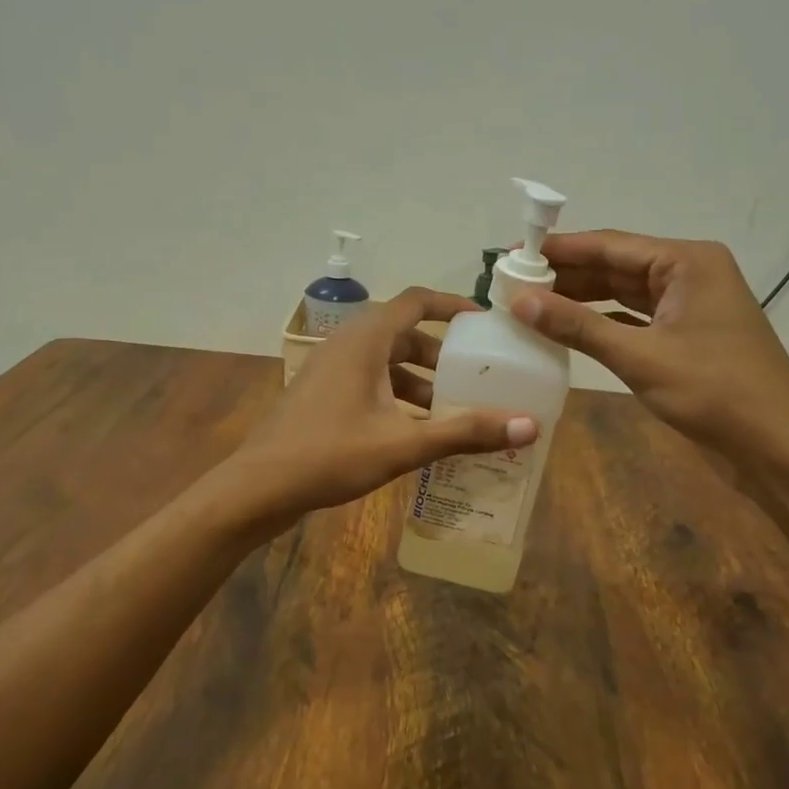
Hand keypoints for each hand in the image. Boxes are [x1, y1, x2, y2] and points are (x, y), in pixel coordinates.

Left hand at [228, 288, 538, 526]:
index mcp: (365, 340)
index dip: (452, 305)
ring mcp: (329, 370)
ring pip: (385, 363)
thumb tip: (530, 425)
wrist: (258, 487)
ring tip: (453, 411)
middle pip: (403, 334)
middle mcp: (346, 345)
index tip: (484, 322)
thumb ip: (464, 432)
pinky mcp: (321, 395)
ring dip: (419, 381)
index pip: (415, 301)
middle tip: (476, 376)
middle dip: (441, 355)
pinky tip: (415, 432)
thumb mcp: (403, 444)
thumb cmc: (329, 455)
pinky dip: (396, 397)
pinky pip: (369, 383)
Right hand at [509, 230, 788, 474]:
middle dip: (566, 275)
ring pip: (624, 293)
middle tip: (512, 283)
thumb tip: (520, 300)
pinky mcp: (687, 335)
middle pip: (616, 265)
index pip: (610, 245)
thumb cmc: (715, 393)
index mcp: (687, 261)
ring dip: (581, 299)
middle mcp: (690, 273)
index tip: (512, 254)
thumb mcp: (640, 357)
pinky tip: (567, 329)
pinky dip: (602, 322)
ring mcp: (690, 305)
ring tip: (530, 304)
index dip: (558, 250)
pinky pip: (635, 318)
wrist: (779, 448)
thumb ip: (578, 326)